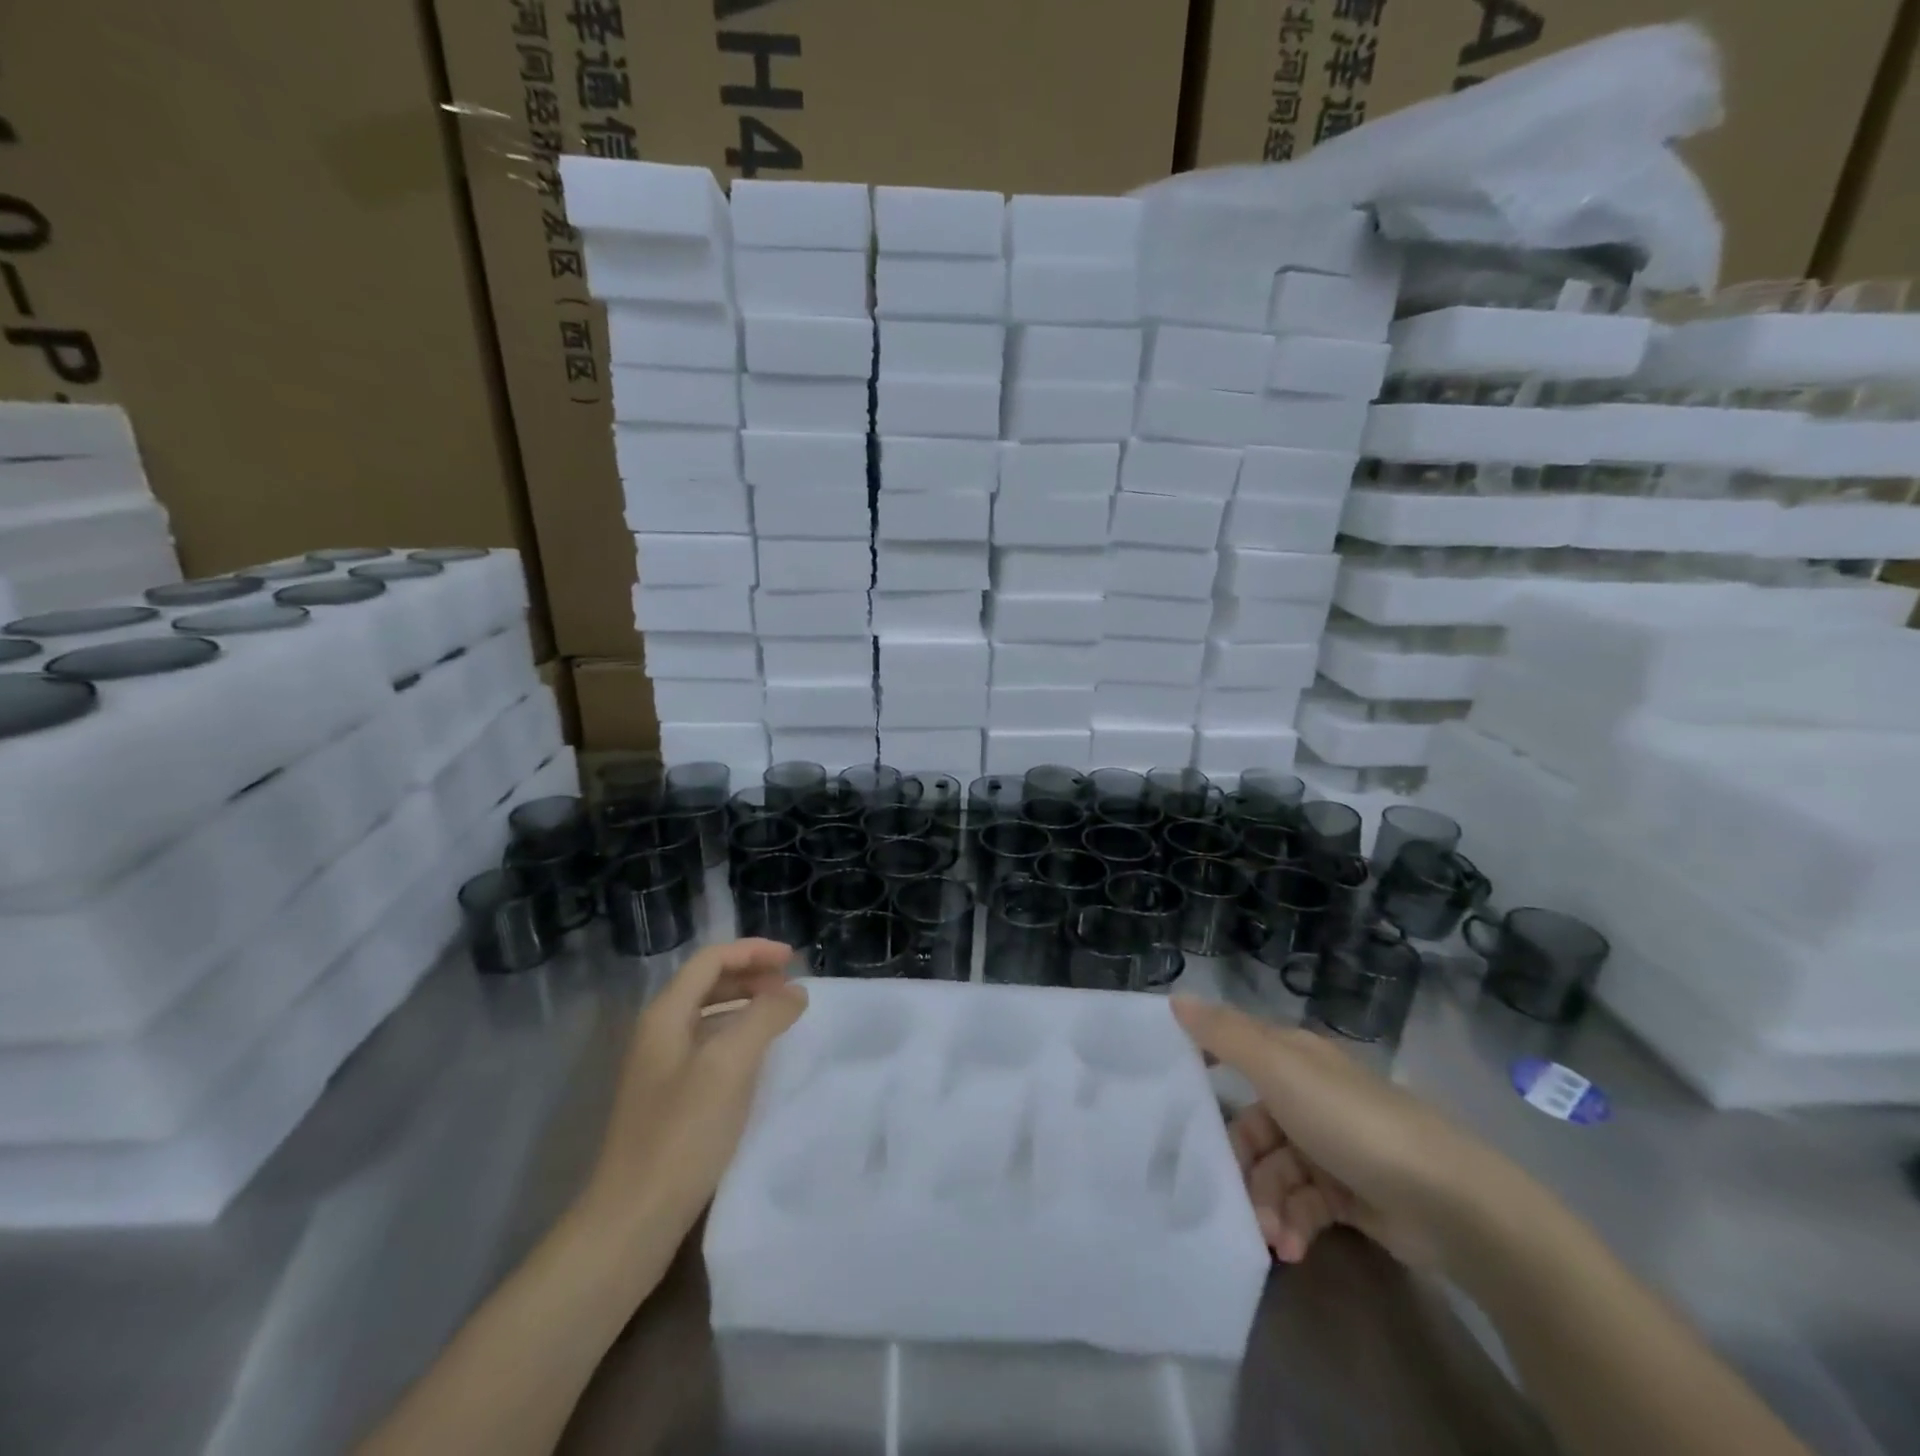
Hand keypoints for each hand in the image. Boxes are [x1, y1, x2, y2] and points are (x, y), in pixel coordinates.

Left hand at [578, 939, 806, 1247]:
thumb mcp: (730, 1067)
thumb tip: (794, 993)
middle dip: (751, 975)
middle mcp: (658, 1032)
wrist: (631, 1221)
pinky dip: (738, 1036)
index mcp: (665, 1015)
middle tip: (791, 987)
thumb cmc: (682, 1135)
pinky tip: (759, 1058)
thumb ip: (764, 1018)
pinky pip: (708, 1046)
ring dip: (746, 1005)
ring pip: (708, 1015)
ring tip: (782, 1016)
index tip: (794, 960)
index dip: (753, 951)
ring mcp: (660, 1067)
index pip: (711, 959)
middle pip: (708, 982)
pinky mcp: (668, 1098)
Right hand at [1172, 996, 1499, 1268]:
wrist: (1450, 1202)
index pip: (1235, 1049)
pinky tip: (1293, 1247)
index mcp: (1294, 1058)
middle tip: (1232, 1197)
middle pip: (1251, 1125)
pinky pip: (1303, 1204)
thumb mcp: (1279, 1069)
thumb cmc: (1351, 1122)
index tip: (1173, 1092)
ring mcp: (1330, 1146)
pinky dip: (1293, 1224)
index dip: (1204, 1063)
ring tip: (1273, 1236)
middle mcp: (1308, 1095)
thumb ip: (1225, 1035)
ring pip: (1275, 1171)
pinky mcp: (1350, 1194)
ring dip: (1266, 1204)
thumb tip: (1175, 998)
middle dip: (1240, 1164)